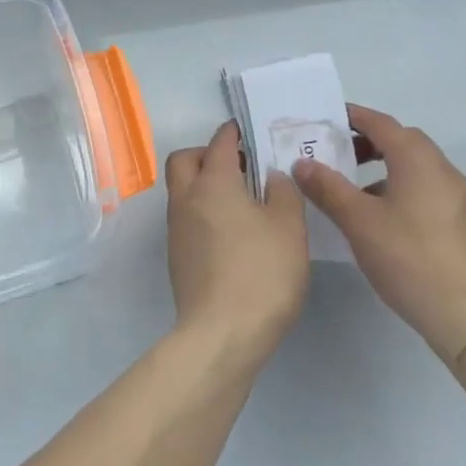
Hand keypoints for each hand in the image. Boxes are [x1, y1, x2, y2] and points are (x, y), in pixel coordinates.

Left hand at [164, 121, 309, 365]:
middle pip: (185, 159)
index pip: (220, 142)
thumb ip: (283, 192)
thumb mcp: (289, 227)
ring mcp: (176, 228)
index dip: (234, 133)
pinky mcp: (176, 256)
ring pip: (182, 189)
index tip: (249, 131)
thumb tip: (270, 176)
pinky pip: (186, 217)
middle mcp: (186, 198)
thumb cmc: (261, 273)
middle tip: (239, 166)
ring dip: (204, 184)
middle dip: (208, 154)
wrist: (221, 334)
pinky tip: (232, 232)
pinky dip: (203, 211)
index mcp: (213, 182)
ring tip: (241, 200)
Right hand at [292, 105, 465, 366]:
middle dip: (369, 143)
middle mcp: (443, 169)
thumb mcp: (358, 221)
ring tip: (356, 191)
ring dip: (386, 168)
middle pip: (402, 141)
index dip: (353, 117)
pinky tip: (385, 219)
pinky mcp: (465, 222)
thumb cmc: (408, 258)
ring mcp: (460, 197)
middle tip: (338, 156)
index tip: (326, 120)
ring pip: (417, 168)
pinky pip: (429, 189)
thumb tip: (302, 163)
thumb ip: (327, 187)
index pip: (381, 124)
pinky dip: (403, 188)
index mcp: (418, 160)